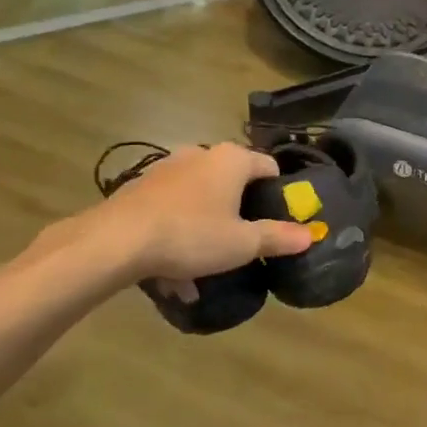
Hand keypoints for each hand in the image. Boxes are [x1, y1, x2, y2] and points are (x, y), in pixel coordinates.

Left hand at [68, 143, 314, 294]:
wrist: (115, 242)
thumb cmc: (191, 235)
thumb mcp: (242, 243)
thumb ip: (278, 238)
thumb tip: (311, 234)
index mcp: (231, 160)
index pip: (269, 167)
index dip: (278, 193)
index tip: (279, 219)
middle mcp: (200, 154)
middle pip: (232, 182)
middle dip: (239, 213)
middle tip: (243, 243)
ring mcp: (166, 169)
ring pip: (198, 199)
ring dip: (206, 227)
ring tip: (205, 266)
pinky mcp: (139, 188)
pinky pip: (170, 210)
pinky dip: (177, 233)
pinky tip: (172, 272)